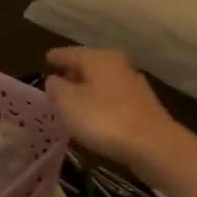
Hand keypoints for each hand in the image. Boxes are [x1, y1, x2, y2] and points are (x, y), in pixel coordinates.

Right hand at [44, 47, 181, 170]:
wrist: (152, 144)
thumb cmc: (103, 118)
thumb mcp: (68, 103)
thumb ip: (56, 88)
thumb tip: (54, 80)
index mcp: (97, 58)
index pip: (69, 53)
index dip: (55, 57)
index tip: (45, 59)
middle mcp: (117, 64)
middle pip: (88, 65)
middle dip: (72, 73)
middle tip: (56, 82)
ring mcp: (133, 84)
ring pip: (102, 81)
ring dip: (87, 89)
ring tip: (72, 100)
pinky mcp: (142, 105)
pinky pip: (112, 98)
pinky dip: (100, 102)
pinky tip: (94, 114)